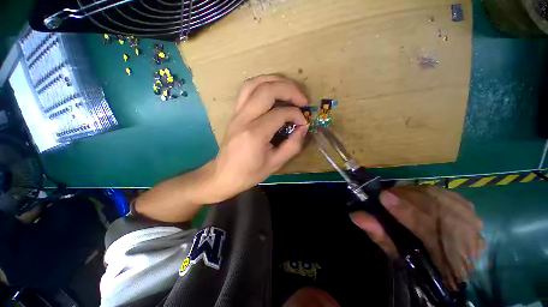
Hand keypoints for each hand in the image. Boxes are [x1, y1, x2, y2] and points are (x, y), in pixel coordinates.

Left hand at [208, 75, 308, 201]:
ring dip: (275, 81)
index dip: (296, 115)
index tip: (303, 123)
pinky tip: (272, 91)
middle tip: (302, 99)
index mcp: (255, 134)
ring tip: (290, 88)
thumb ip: (293, 145)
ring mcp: (236, 113)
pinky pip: (247, 90)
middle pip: (267, 90)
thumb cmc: (249, 173)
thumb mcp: (275, 164)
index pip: (280, 113)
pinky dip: (262, 84)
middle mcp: (244, 118)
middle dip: (289, 89)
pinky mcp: (234, 113)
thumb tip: (303, 128)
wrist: (223, 175)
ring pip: (254, 83)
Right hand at [350, 186, 484, 289]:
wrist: (457, 271)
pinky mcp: (469, 209)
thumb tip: (356, 215)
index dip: (405, 211)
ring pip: (439, 196)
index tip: (382, 197)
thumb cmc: (423, 267)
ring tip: (396, 196)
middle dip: (405, 197)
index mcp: (451, 258)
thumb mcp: (401, 258)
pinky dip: (424, 192)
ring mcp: (471, 219)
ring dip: (413, 193)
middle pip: (435, 205)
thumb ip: (381, 236)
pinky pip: (444, 193)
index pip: (431, 229)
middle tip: (384, 196)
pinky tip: (414, 197)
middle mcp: (468, 236)